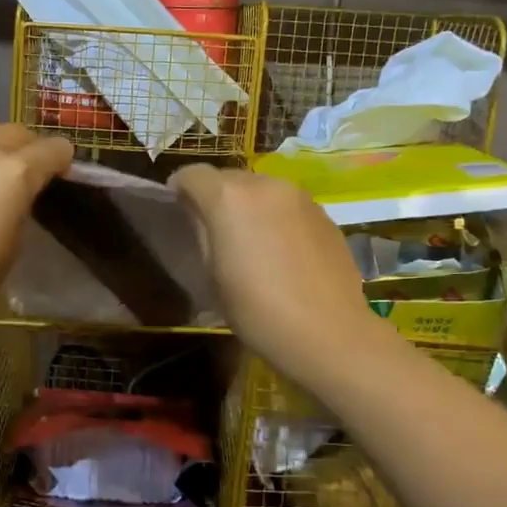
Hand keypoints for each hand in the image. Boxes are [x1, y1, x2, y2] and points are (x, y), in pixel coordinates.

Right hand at [171, 164, 385, 387]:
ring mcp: (299, 196)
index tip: (178, 211)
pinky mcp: (323, 213)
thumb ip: (201, 233)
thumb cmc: (257, 309)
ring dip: (248, 205)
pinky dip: (276, 217)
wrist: (328, 332)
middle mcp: (264, 184)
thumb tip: (198, 214)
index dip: (179, 189)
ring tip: (250, 240)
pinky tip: (282, 251)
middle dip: (215, 195)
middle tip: (214, 230)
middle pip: (228, 177)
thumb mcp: (212, 275)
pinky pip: (287, 205)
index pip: (192, 174)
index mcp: (228, 198)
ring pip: (261, 189)